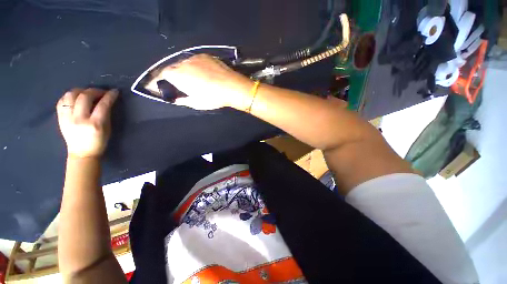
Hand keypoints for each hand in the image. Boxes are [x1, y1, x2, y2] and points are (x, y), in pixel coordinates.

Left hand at [56, 88, 118, 157]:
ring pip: (70, 95)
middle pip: (84, 97)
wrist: (82, 153)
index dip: (109, 96)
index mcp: (95, 124)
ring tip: (87, 93)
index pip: (103, 105)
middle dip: (94, 91)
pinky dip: (69, 96)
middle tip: (101, 92)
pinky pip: (62, 101)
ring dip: (80, 91)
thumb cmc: (99, 142)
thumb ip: (106, 114)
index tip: (114, 91)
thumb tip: (106, 101)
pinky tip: (75, 98)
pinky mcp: (60, 118)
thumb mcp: (107, 129)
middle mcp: (79, 119)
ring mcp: (67, 118)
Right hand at [146, 54, 253, 109]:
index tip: (158, 86)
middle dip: (171, 75)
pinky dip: (195, 66)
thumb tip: (176, 99)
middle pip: (172, 67)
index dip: (158, 81)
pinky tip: (202, 73)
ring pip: (184, 63)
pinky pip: (195, 60)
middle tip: (177, 84)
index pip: (161, 75)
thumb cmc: (213, 97)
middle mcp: (183, 63)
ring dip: (184, 70)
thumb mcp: (196, 103)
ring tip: (191, 79)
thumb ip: (183, 100)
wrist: (232, 86)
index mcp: (178, 75)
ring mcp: (195, 57)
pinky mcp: (205, 55)